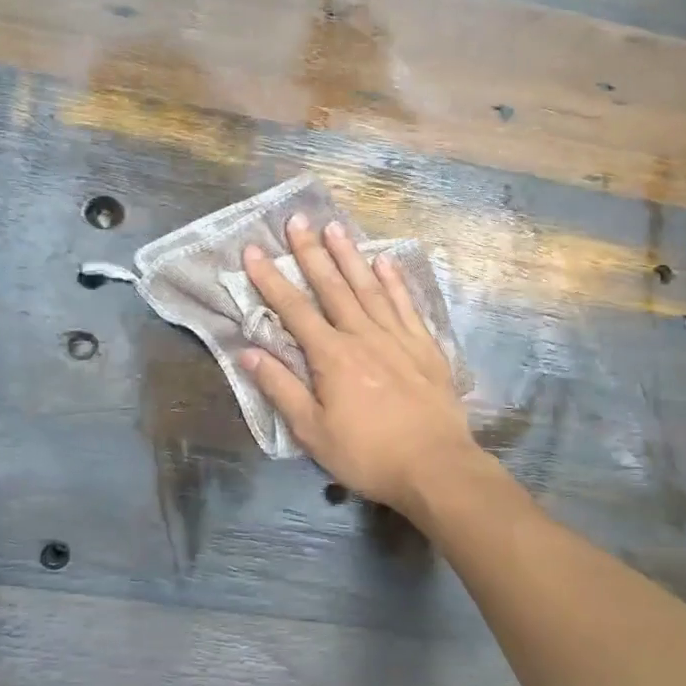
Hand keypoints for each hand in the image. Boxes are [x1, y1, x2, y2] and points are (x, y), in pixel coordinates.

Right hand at [238, 215, 477, 514]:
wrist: (436, 466)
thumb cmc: (368, 455)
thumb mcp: (313, 432)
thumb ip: (281, 389)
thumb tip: (249, 352)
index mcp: (332, 357)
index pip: (294, 310)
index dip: (271, 279)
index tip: (254, 251)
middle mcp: (363, 335)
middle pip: (333, 287)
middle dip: (311, 252)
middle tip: (298, 219)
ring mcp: (397, 337)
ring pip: (369, 287)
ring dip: (351, 256)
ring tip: (336, 227)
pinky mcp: (425, 346)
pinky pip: (406, 304)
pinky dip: (395, 281)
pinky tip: (386, 261)